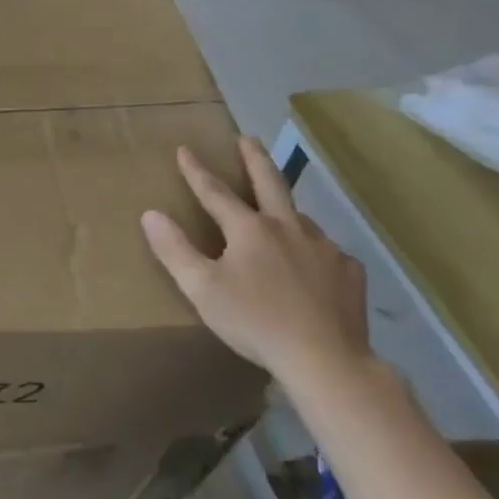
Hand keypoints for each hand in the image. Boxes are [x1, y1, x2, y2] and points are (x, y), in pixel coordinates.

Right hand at [140, 137, 370, 391]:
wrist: (325, 359)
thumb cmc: (254, 321)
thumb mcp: (201, 288)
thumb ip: (174, 249)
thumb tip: (150, 213)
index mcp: (249, 229)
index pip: (215, 191)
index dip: (196, 171)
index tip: (185, 149)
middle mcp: (289, 227)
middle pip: (270, 182)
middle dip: (254, 159)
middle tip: (246, 139)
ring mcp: (324, 248)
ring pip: (299, 218)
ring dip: (283, 208)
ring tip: (276, 213)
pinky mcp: (348, 272)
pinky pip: (325, 251)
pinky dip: (311, 250)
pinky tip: (309, 266)